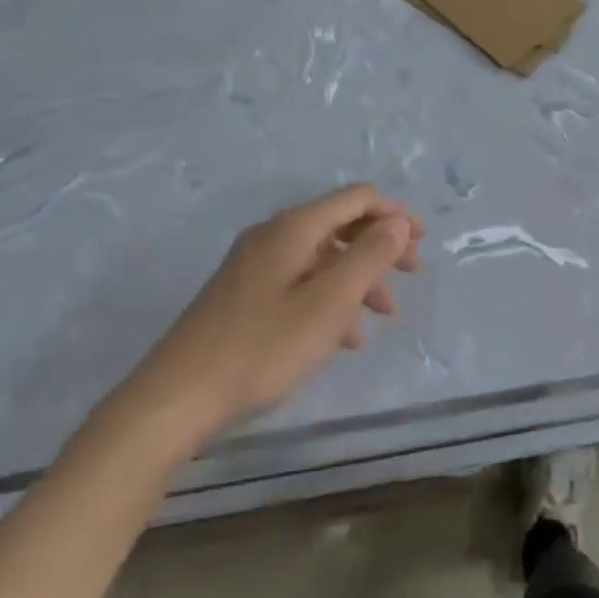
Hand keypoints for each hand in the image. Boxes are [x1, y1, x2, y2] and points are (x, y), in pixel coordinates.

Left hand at [113, 185, 424, 458]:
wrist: (175, 399)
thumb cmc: (263, 347)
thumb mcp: (330, 302)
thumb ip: (370, 256)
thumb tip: (397, 221)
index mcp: (294, 227)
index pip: (357, 198)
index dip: (395, 213)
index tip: (423, 241)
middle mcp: (274, 236)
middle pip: (341, 224)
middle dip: (381, 246)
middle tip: (412, 274)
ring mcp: (255, 266)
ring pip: (323, 258)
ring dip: (359, 277)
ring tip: (383, 316)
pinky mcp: (244, 296)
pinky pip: (301, 283)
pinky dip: (330, 299)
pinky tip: (344, 337)